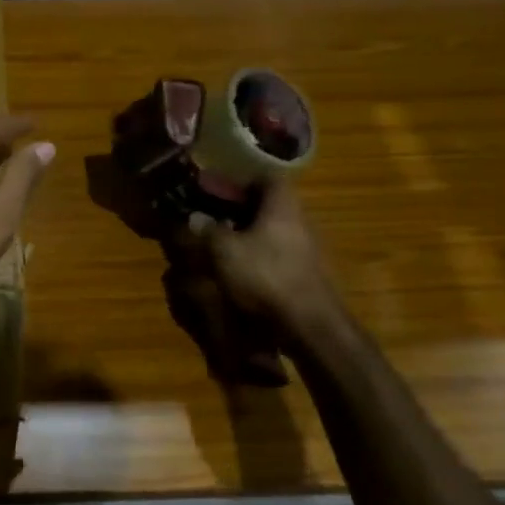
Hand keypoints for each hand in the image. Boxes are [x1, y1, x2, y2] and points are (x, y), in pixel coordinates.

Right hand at [205, 180, 340, 326]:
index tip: (217, 189)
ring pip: (272, 231)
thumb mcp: (225, 251)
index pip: (267, 178)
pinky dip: (258, 256)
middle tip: (212, 217)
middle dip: (240, 209)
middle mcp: (299, 221)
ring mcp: (307, 249)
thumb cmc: (266, 276)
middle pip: (269, 205)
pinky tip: (239, 270)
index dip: (241, 181)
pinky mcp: (306, 275)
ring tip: (220, 245)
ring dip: (248, 234)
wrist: (311, 326)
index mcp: (282, 206)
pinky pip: (277, 254)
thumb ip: (208, 230)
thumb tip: (194, 217)